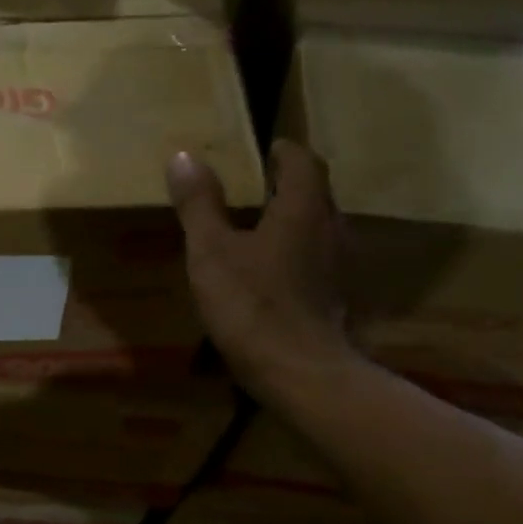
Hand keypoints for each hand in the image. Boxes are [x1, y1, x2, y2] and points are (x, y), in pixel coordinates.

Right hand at [167, 138, 354, 404]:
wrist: (300, 373)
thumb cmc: (252, 304)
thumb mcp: (212, 251)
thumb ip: (199, 204)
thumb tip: (183, 156)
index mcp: (304, 209)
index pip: (303, 162)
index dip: (284, 151)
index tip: (263, 149)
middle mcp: (331, 230)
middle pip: (315, 194)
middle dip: (287, 185)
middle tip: (253, 186)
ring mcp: (339, 267)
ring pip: (318, 228)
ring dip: (293, 221)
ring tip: (257, 227)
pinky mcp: (336, 298)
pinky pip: (317, 261)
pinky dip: (296, 254)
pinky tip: (271, 273)